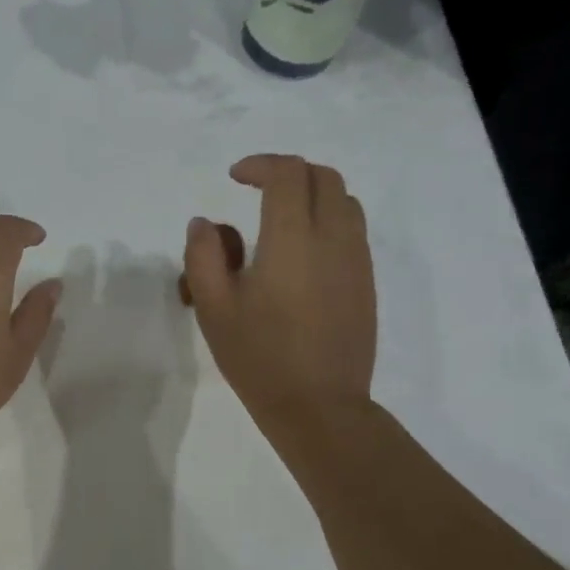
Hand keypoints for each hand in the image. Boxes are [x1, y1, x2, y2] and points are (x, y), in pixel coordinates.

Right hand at [183, 154, 376, 426]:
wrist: (318, 405)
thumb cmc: (258, 356)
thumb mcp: (213, 308)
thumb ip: (203, 256)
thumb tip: (204, 223)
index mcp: (292, 239)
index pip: (287, 174)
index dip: (260, 165)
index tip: (234, 177)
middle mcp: (333, 238)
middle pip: (323, 177)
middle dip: (288, 172)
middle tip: (256, 189)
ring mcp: (356, 260)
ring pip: (344, 201)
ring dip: (312, 194)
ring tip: (279, 219)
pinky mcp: (365, 282)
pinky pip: (352, 230)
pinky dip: (327, 221)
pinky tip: (299, 255)